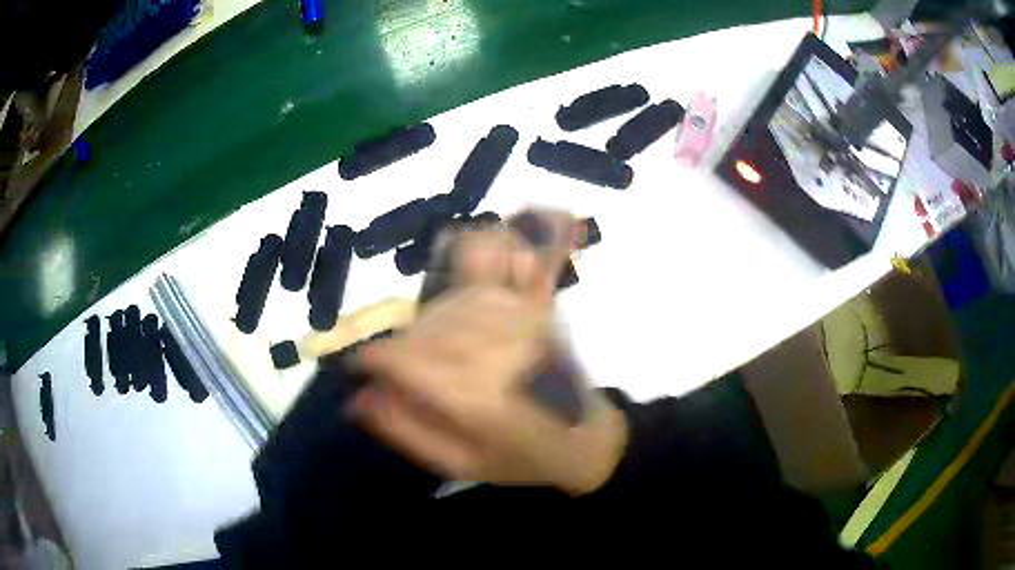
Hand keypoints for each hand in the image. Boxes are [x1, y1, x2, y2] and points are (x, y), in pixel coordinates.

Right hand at [350, 213, 626, 494]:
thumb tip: (357, 397)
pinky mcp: (533, 306)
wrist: (586, 436)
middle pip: (420, 328)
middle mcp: (496, 350)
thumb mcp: (458, 464)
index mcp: (477, 398)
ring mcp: (519, 321)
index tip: (360, 367)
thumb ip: (404, 430)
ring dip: (425, 326)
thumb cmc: (521, 460)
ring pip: (445, 304)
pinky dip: (457, 291)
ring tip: (432, 355)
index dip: (371, 357)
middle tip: (402, 374)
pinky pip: (482, 280)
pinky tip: (457, 315)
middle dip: (398, 348)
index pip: (403, 358)